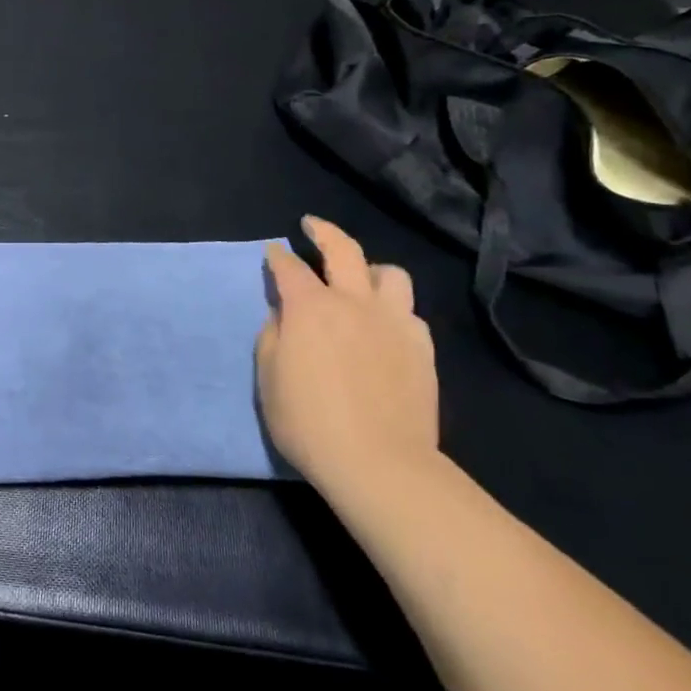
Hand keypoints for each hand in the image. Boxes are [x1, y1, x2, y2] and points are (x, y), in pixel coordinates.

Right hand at [257, 216, 440, 502]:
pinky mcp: (422, 348)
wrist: (380, 464)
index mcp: (310, 307)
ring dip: (370, 269)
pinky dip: (393, 309)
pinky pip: (409, 313)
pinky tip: (384, 325)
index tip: (272, 252)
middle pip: (343, 249)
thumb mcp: (268, 378)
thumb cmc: (309, 421)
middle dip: (323, 231)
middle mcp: (354, 302)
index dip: (277, 256)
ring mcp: (394, 323)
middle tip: (312, 226)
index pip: (289, 267)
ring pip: (390, 274)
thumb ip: (273, 336)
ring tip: (360, 280)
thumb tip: (284, 316)